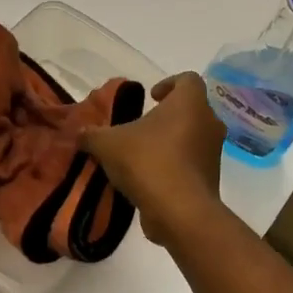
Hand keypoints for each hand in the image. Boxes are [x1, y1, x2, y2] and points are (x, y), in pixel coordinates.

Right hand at [80, 73, 228, 249]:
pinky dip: (176, 166)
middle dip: (168, 115)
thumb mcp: (108, 144)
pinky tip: (150, 179)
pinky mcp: (211, 179)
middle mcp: (208, 122)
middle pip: (191, 109)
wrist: (180, 213)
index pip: (188, 79)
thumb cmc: (148, 162)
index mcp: (190, 103)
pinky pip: (193, 163)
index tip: (151, 97)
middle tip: (143, 126)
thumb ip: (92, 135)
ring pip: (193, 137)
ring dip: (171, 141)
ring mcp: (213, 153)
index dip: (169, 83)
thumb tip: (79, 133)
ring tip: (143, 154)